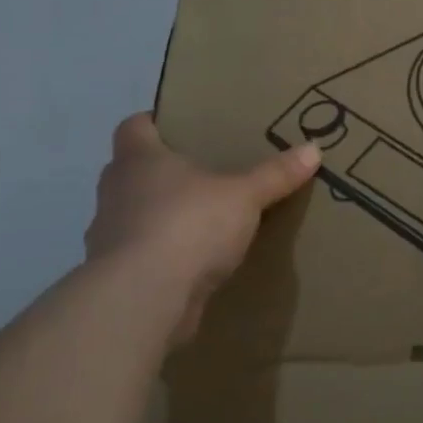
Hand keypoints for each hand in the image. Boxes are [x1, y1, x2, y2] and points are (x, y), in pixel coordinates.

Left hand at [86, 113, 320, 337]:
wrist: (144, 300)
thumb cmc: (188, 225)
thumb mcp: (244, 195)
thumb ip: (275, 174)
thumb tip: (314, 148)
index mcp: (139, 160)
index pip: (134, 127)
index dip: (155, 122)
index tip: (182, 127)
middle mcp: (116, 192)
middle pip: (134, 171)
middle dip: (164, 171)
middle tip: (205, 171)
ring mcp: (109, 237)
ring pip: (137, 214)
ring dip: (162, 216)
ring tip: (204, 218)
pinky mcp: (119, 277)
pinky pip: (144, 254)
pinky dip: (165, 255)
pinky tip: (196, 261)